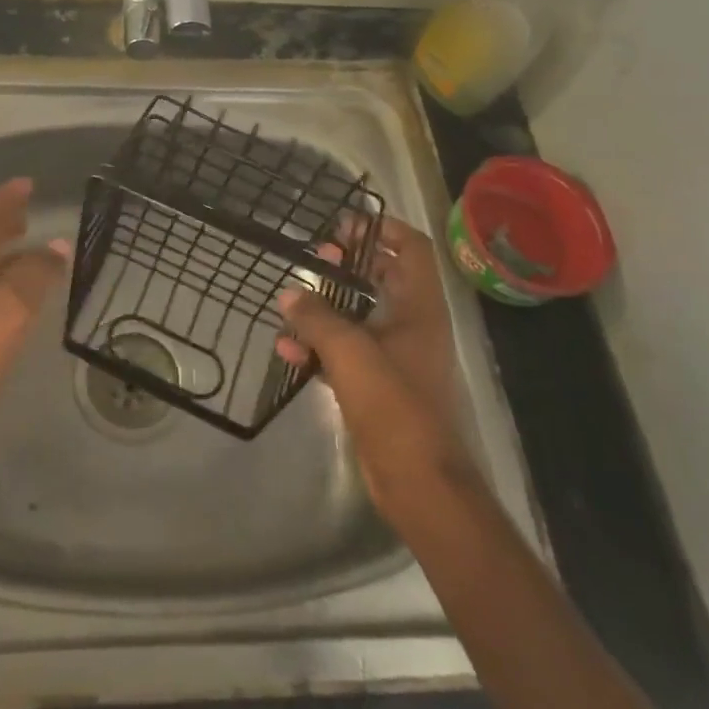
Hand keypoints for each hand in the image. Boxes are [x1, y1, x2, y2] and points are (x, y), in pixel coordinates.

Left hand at [0, 177, 68, 444]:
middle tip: (29, 210)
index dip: (5, 197)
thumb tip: (57, 245)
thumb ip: (35, 273)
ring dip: (9, 250)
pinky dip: (13, 282)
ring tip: (36, 247)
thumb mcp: (10, 305)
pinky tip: (28, 299)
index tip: (28, 183)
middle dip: (4, 220)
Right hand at [275, 214, 481, 531]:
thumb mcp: (351, 353)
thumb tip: (290, 292)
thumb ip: (318, 317)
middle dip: (349, 264)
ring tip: (291, 303)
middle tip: (317, 255)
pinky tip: (288, 351)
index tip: (345, 225)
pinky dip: (319, 347)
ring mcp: (395, 357)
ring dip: (326, 307)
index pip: (411, 249)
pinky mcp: (376, 386)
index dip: (383, 229)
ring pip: (359, 316)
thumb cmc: (394, 406)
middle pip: (383, 278)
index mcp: (419, 309)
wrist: (418, 483)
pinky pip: (344, 353)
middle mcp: (411, 326)